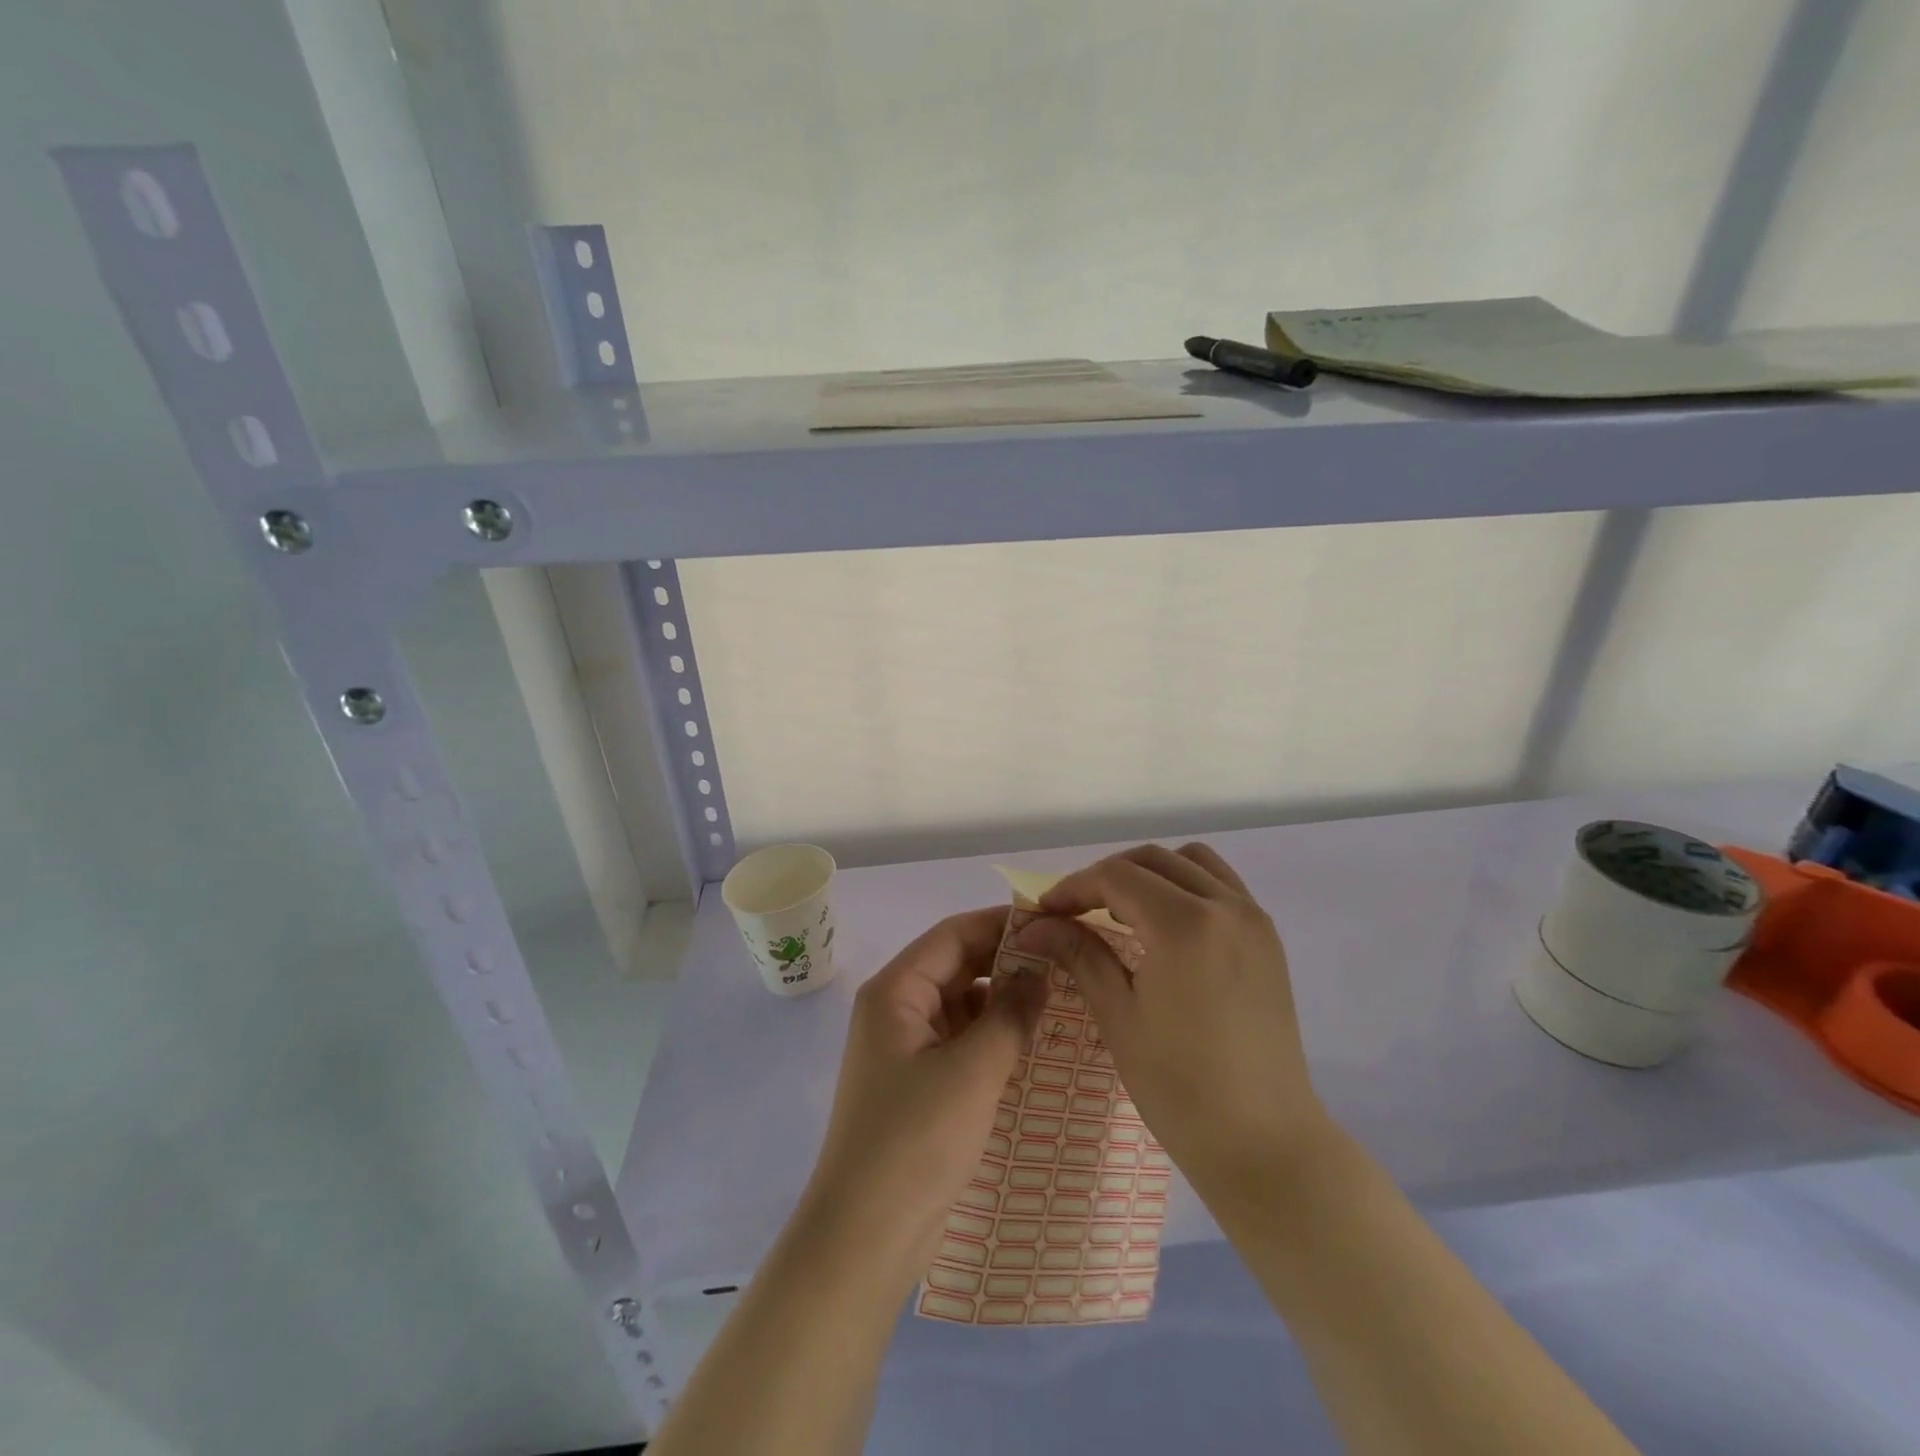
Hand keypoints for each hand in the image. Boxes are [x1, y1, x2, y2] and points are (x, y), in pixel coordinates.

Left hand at [801, 908, 1046, 1282]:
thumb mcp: (972, 1071)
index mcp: (895, 991)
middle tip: (1065, 961)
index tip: (1052, 921)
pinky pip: (961, 1040)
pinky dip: (993, 1035)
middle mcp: (896, 1009)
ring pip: (961, 1004)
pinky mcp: (919, 1082)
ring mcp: (906, 1047)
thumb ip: (1010, 1014)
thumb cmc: (915, 1141)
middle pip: (956, 965)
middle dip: (1006, 961)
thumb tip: (1040, 972)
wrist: (865, 1237)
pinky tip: (1032, 1042)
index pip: (952, 935)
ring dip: (1003, 1000)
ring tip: (1059, 998)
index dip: (1000, 923)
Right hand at [1010, 844, 1330, 1204]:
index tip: (1045, 912)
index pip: (1116, 877)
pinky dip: (1186, 886)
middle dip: (1105, 877)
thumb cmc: (1181, 1088)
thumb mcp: (1119, 1017)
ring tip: (1121, 912)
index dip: (1073, 888)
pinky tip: (1165, 925)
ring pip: (1191, 861)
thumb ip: (1080, 955)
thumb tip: (1035, 925)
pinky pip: (1220, 885)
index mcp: (1185, 925)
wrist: (1266, 1142)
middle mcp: (1225, 906)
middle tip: (1075, 912)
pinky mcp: (1268, 938)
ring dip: (1149, 873)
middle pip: (1151, 860)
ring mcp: (1253, 919)